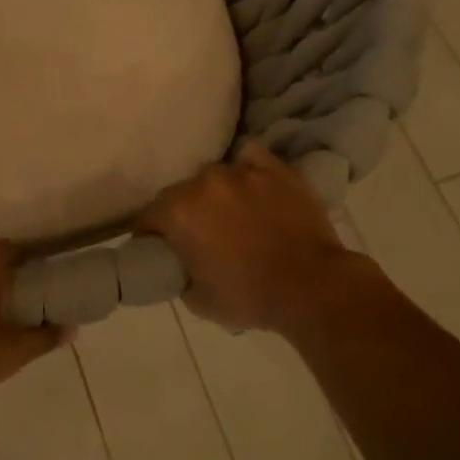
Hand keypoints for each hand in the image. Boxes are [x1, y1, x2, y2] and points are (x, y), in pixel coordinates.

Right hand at [136, 144, 373, 334]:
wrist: (313, 286)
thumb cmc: (250, 297)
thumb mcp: (198, 301)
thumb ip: (180, 274)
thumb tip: (180, 265)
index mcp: (178, 212)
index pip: (147, 218)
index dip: (149, 235)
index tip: (158, 249)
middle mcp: (204, 183)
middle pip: (178, 194)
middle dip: (182, 213)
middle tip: (198, 236)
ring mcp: (241, 171)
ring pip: (213, 177)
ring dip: (214, 194)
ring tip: (231, 215)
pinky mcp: (274, 168)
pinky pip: (249, 158)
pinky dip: (246, 170)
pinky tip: (252, 187)